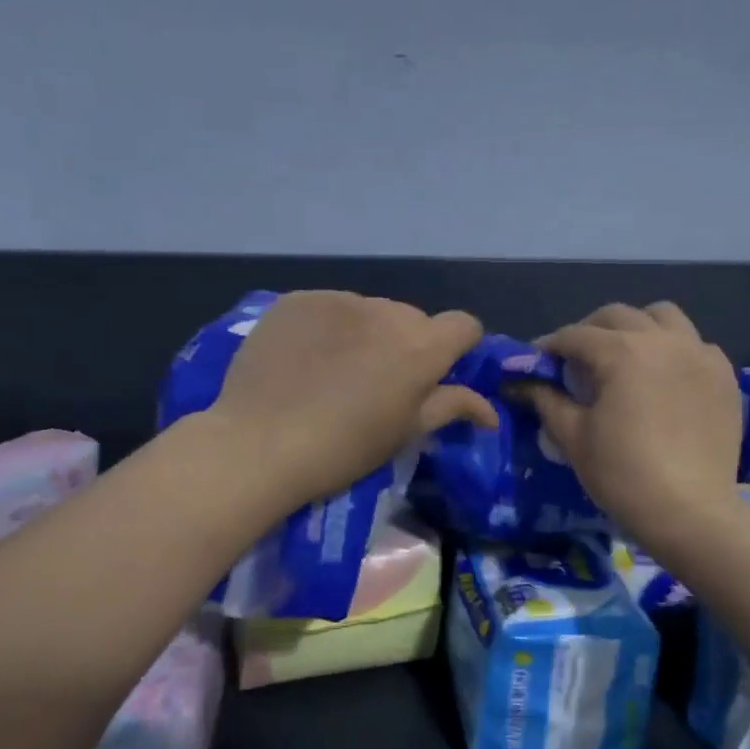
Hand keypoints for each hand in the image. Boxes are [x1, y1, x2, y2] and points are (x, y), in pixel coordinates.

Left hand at [210, 291, 499, 509]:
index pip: (464, 325)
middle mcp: (387, 311)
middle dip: (406, 344)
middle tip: (379, 383)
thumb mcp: (405, 433)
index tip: (437, 373)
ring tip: (335, 370)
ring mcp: (339, 300)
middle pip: (413, 319)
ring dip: (366, 333)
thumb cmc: (344, 449)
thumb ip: (451, 408)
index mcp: (422, 346)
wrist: (259, 445)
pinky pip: (328, 307)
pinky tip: (304, 358)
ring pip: (369, 311)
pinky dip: (327, 327)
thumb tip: (490, 412)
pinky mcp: (298, 299)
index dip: (458, 347)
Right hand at [524, 303, 743, 553]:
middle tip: (576, 360)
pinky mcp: (723, 375)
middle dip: (590, 331)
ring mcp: (699, 354)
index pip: (575, 336)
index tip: (537, 363)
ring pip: (663, 316)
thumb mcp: (573, 437)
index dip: (550, 347)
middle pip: (617, 316)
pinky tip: (665, 376)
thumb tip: (522, 383)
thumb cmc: (623, 474)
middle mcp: (662, 340)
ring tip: (626, 355)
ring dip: (637, 327)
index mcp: (622, 351)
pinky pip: (695, 344)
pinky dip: (675, 349)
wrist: (690, 512)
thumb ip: (546, 400)